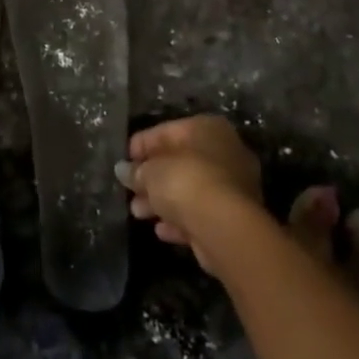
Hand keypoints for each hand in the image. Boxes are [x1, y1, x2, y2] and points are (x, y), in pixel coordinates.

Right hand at [119, 115, 261, 273]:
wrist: (225, 228)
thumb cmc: (186, 182)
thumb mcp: (150, 172)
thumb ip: (135, 171)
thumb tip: (123, 171)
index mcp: (207, 128)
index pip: (167, 131)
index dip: (142, 146)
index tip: (124, 161)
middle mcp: (225, 151)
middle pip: (180, 162)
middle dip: (152, 178)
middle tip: (130, 190)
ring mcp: (233, 186)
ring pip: (190, 190)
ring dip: (163, 201)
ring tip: (137, 212)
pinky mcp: (234, 217)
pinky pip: (200, 213)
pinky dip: (180, 220)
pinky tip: (161, 230)